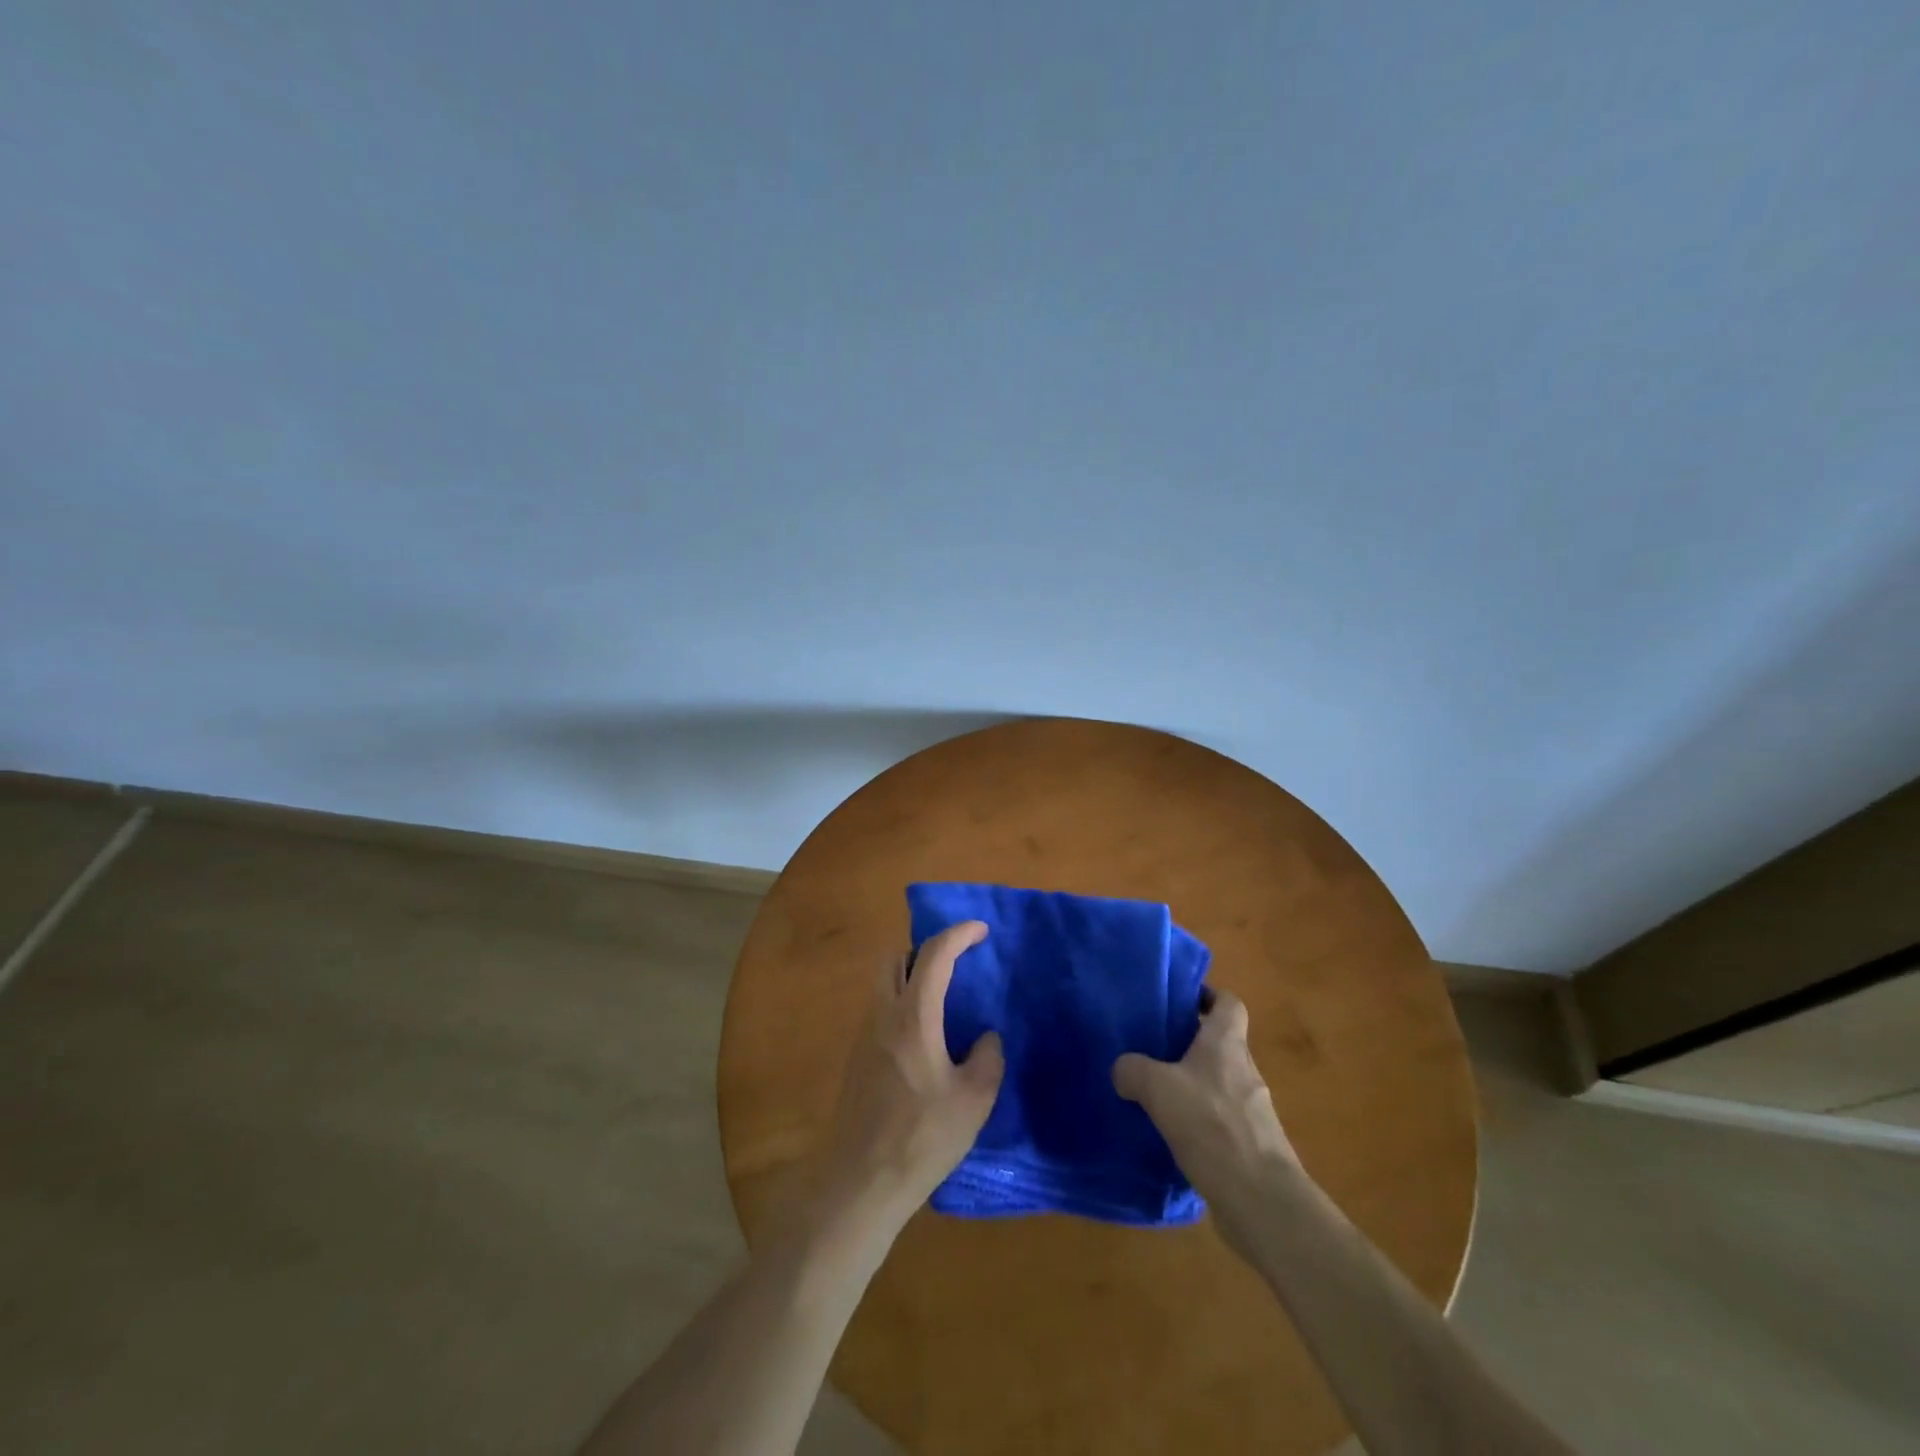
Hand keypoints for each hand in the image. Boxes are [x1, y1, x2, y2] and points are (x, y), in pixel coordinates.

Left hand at [818, 920, 1003, 1222]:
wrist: (861, 1182)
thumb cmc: (922, 1137)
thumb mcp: (974, 1100)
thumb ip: (987, 1058)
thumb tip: (985, 1038)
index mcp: (913, 1016)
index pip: (934, 954)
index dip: (959, 934)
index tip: (981, 930)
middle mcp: (883, 1015)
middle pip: (896, 958)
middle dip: (927, 949)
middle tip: (956, 963)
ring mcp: (864, 1035)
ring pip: (883, 983)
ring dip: (911, 976)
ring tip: (943, 998)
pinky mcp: (856, 1058)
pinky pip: (879, 1010)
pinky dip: (901, 1002)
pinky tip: (923, 1037)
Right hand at [1112, 988, 1300, 1259]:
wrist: (1260, 1199)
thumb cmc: (1211, 1124)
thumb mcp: (1157, 1088)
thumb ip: (1132, 1070)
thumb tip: (1123, 1070)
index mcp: (1227, 1043)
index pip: (1229, 1002)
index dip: (1208, 995)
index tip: (1180, 1000)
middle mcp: (1245, 1069)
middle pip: (1220, 1043)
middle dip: (1190, 1043)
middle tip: (1153, 1047)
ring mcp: (1253, 1110)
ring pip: (1219, 1083)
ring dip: (1193, 1085)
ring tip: (1156, 1094)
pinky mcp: (1252, 1145)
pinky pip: (1221, 1120)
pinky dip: (1199, 1121)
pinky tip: (1172, 1136)